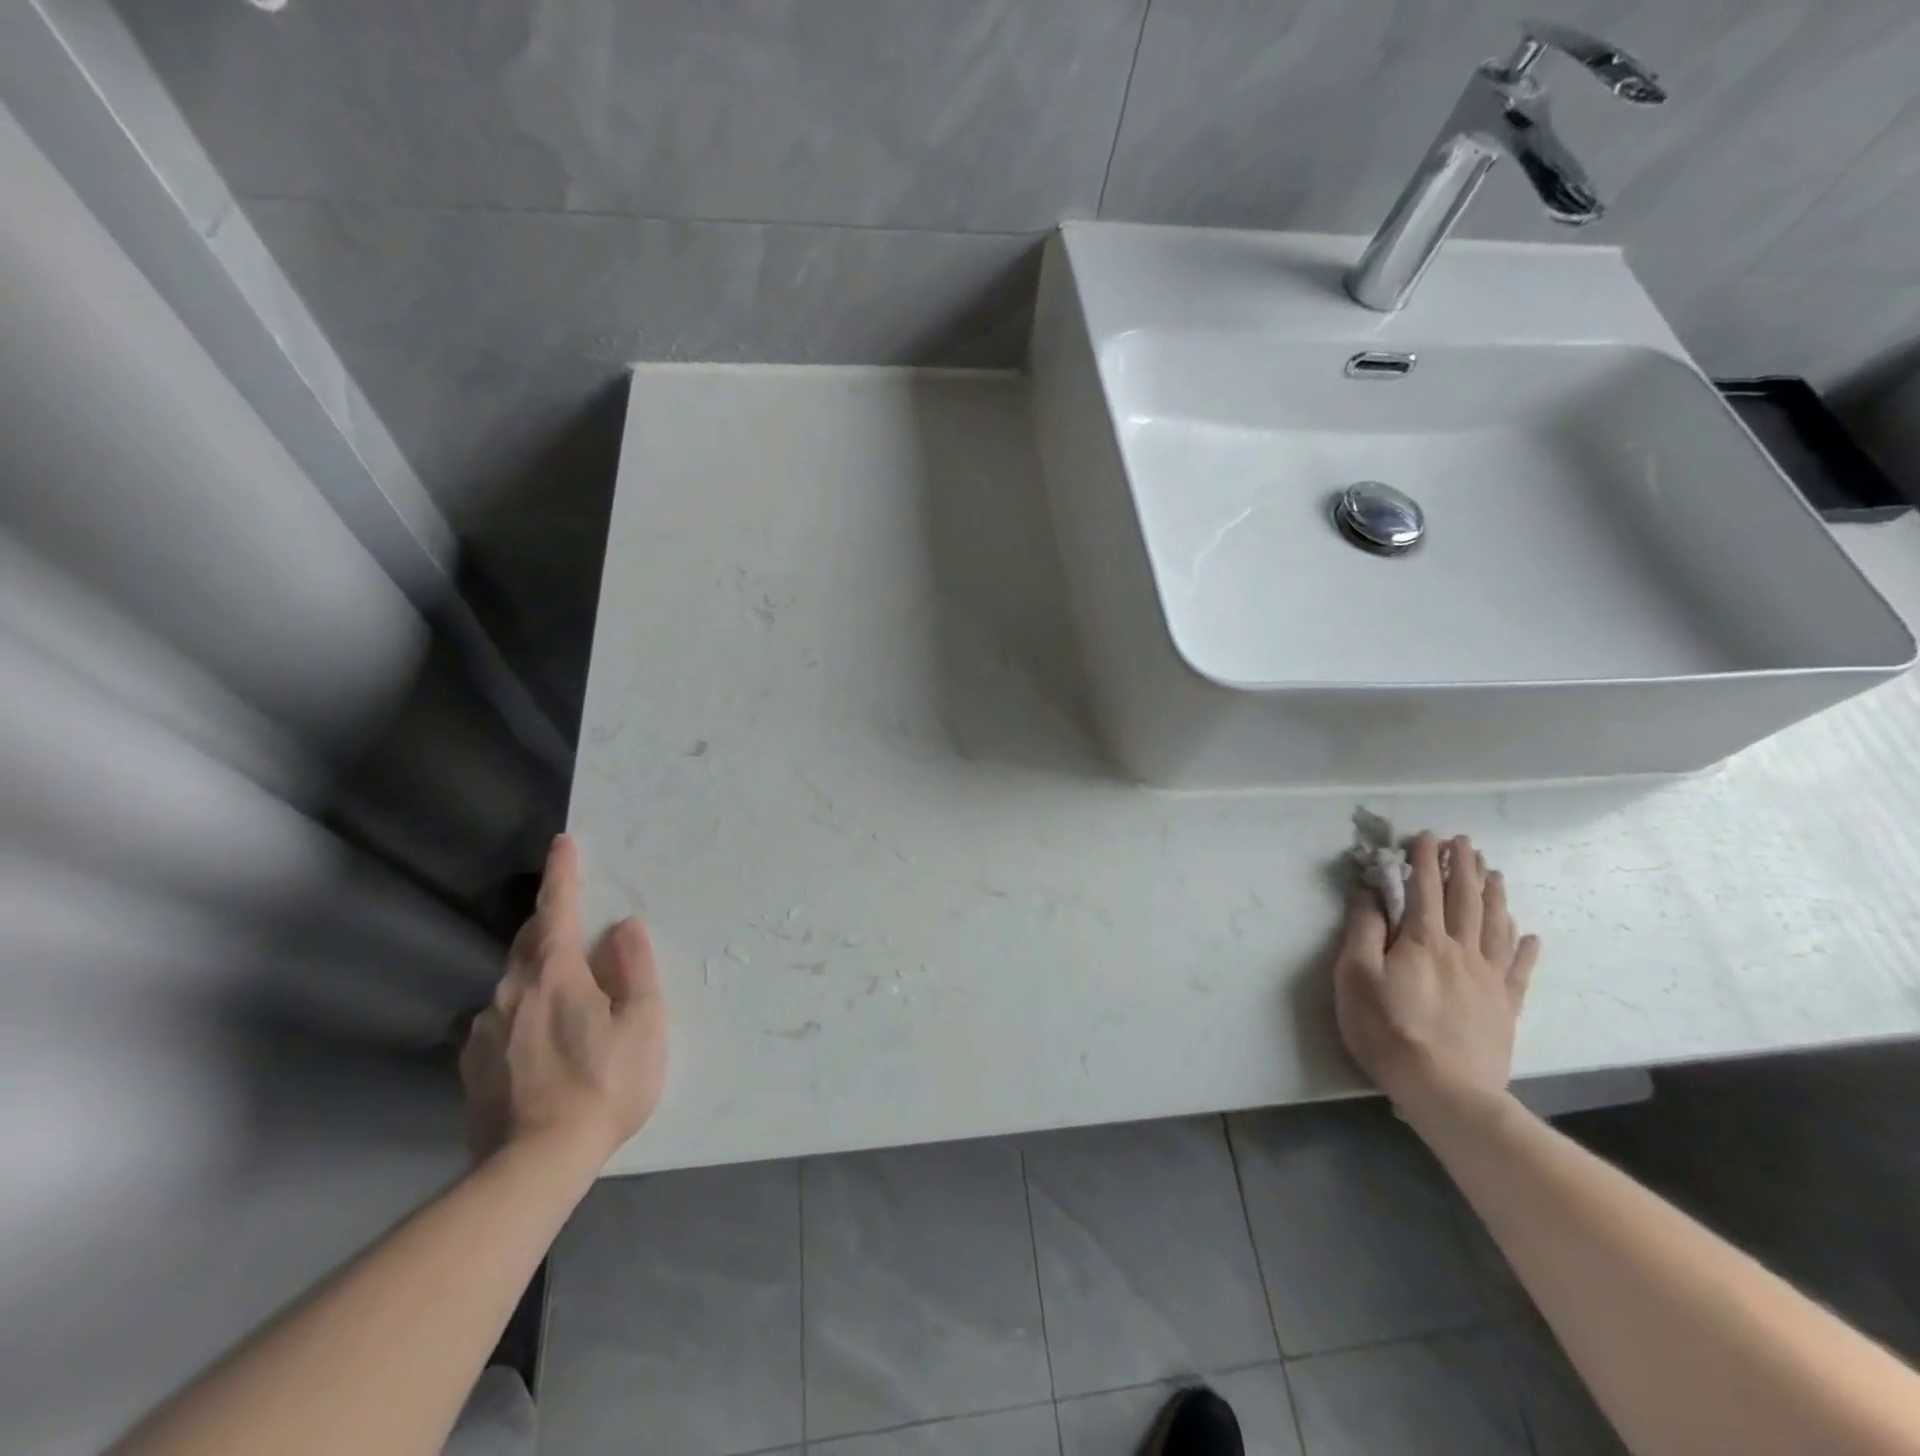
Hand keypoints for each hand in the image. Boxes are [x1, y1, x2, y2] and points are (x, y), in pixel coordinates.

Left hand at [460, 835, 666, 1166]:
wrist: (533, 1166)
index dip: (563, 874)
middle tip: (574, 920)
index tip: (563, 842)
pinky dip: (522, 1013)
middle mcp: (509, 991)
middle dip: (549, 921)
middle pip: (528, 941)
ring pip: (512, 983)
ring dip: (538, 973)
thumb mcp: (642, 1022)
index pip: (556, 908)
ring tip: (566, 995)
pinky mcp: (472, 1065)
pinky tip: (541, 1042)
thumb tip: (622, 929)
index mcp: (553, 973)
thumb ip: (634, 968)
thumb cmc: (603, 1085)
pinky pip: (500, 1021)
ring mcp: (483, 1030)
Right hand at [1333, 832, 1538, 1122]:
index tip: (1424, 836)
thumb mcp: (1356, 976)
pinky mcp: (1505, 1006)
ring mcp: (1488, 978)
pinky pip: (1518, 968)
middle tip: (1464, 842)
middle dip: (1463, 867)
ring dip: (1494, 895)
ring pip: (1495, 925)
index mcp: (1423, 940)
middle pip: (1466, 899)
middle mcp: (1461, 950)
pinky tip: (1529, 934)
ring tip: (1494, 872)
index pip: (1425, 888)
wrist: (1446, 1091)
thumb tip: (1369, 892)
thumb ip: (1363, 930)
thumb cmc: (1388, 1030)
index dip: (1424, 860)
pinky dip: (1524, 947)